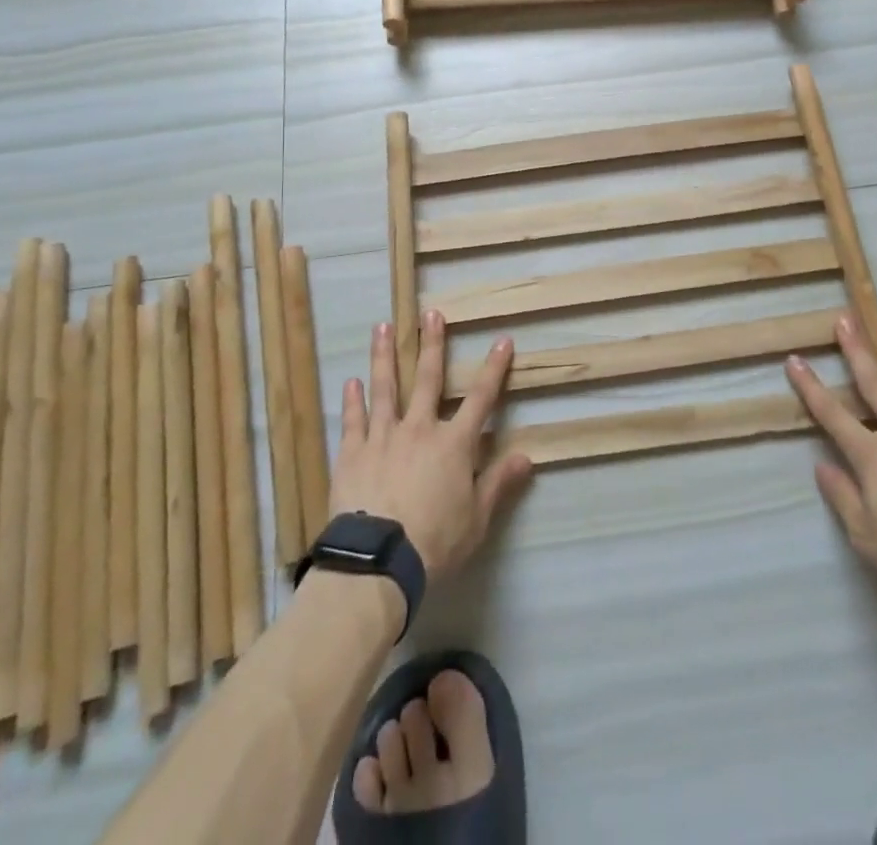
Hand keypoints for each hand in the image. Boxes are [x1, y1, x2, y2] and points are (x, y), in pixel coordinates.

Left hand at [329, 310, 533, 581]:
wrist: (377, 562)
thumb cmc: (435, 542)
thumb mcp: (477, 519)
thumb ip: (498, 483)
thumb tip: (526, 456)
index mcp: (454, 444)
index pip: (481, 398)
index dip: (494, 368)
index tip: (503, 340)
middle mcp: (420, 429)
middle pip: (427, 379)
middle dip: (432, 344)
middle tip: (430, 314)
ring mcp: (383, 437)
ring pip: (385, 388)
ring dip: (385, 356)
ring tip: (383, 327)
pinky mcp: (353, 453)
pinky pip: (354, 420)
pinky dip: (352, 400)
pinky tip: (351, 382)